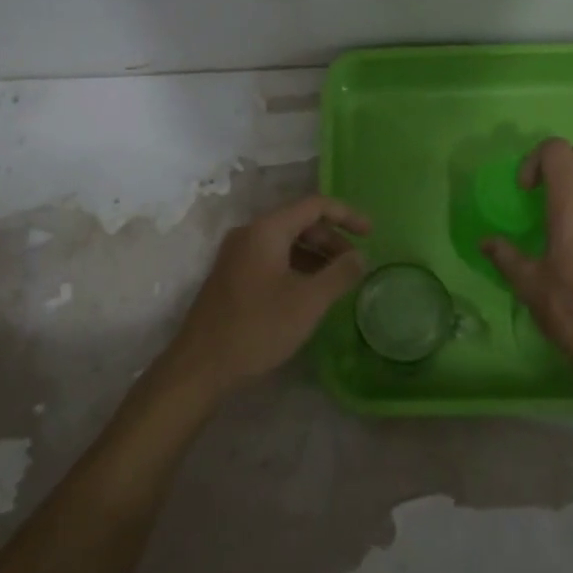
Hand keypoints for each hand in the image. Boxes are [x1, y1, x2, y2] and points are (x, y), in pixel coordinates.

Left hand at [166, 195, 371, 395]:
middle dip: (331, 239)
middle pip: (299, 221)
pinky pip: (271, 258)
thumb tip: (359, 257)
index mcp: (266, 230)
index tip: (372, 234)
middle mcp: (249, 233)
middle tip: (355, 264)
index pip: (314, 205)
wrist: (200, 367)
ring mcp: (237, 255)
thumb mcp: (308, 302)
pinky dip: (296, 266)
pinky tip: (309, 292)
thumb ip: (339, 274)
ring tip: (337, 280)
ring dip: (315, 254)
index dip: (346, 215)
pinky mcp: (231, 276)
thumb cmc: (258, 328)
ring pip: (285, 242)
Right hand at [481, 139, 572, 385]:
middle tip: (548, 187)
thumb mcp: (529, 285)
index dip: (536, 157)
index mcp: (572, 210)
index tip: (526, 189)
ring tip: (559, 231)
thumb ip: (506, 257)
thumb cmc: (572, 312)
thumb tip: (486, 242)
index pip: (559, 151)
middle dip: (569, 158)